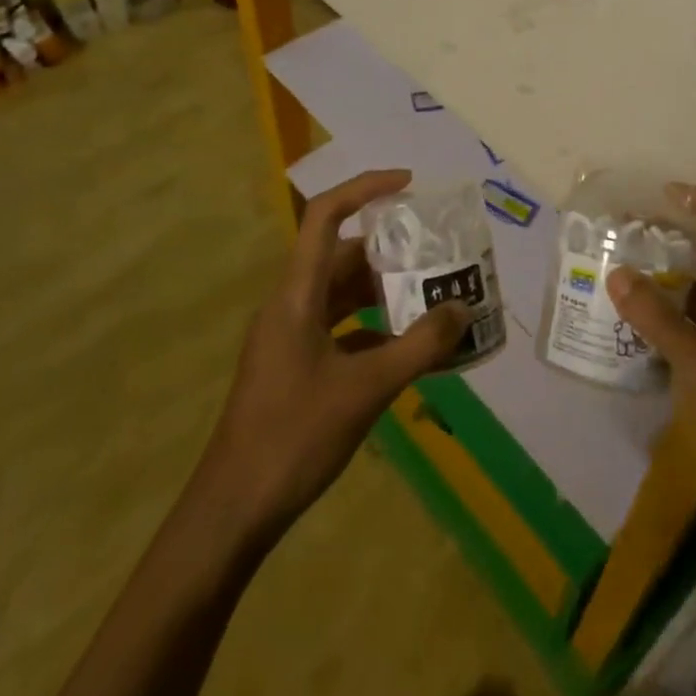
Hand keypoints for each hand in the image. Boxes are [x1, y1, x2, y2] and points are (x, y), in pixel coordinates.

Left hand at [193, 169, 472, 547]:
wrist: (232, 512)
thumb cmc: (293, 438)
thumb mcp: (365, 390)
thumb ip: (419, 348)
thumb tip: (463, 310)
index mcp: (296, 295)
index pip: (325, 216)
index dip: (365, 188)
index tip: (408, 184)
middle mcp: (290, 305)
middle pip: (340, 256)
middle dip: (389, 249)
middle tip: (435, 251)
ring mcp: (289, 338)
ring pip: (341, 294)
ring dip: (383, 291)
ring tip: (431, 294)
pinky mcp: (293, 367)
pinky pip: (340, 329)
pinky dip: (373, 329)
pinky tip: (408, 347)